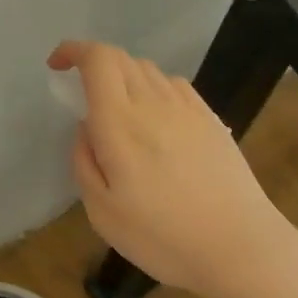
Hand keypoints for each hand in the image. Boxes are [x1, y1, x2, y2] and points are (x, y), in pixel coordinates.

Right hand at [48, 40, 297, 297]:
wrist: (241, 247)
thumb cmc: (162, 236)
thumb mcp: (101, 211)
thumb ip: (84, 161)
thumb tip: (86, 128)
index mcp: (119, 122)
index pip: (97, 59)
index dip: (74, 50)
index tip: (57, 66)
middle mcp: (153, 103)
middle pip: (121, 58)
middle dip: (94, 64)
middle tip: (82, 94)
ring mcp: (187, 108)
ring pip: (148, 69)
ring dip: (124, 77)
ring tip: (119, 111)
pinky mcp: (211, 119)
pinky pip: (174, 85)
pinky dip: (154, 88)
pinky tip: (156, 119)